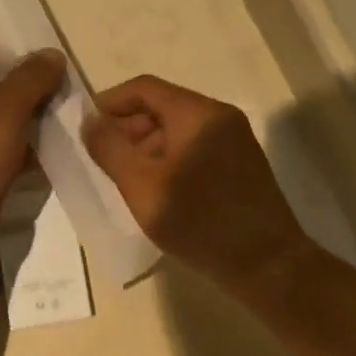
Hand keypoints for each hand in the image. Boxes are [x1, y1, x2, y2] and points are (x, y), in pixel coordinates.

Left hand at [0, 49, 64, 233]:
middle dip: (33, 96)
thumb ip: (33, 77)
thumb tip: (53, 53)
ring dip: (33, 125)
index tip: (61, 72)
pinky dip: (26, 152)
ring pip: (3, 125)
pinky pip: (3, 153)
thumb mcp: (6, 107)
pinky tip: (56, 152)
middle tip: (71, 98)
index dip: (25, 63)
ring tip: (69, 123)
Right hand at [83, 75, 315, 290]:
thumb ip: (110, 149)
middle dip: (127, 128)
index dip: (109, 103)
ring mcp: (234, 138)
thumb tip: (88, 122)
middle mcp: (218, 116)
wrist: (270, 267)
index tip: (86, 129)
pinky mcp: (240, 162)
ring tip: (126, 178)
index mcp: (196, 113)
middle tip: (102, 158)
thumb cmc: (201, 222)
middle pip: (161, 106)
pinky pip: (194, 145)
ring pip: (177, 128)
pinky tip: (156, 189)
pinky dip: (169, 158)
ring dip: (146, 145)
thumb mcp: (142, 186)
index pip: (143, 88)